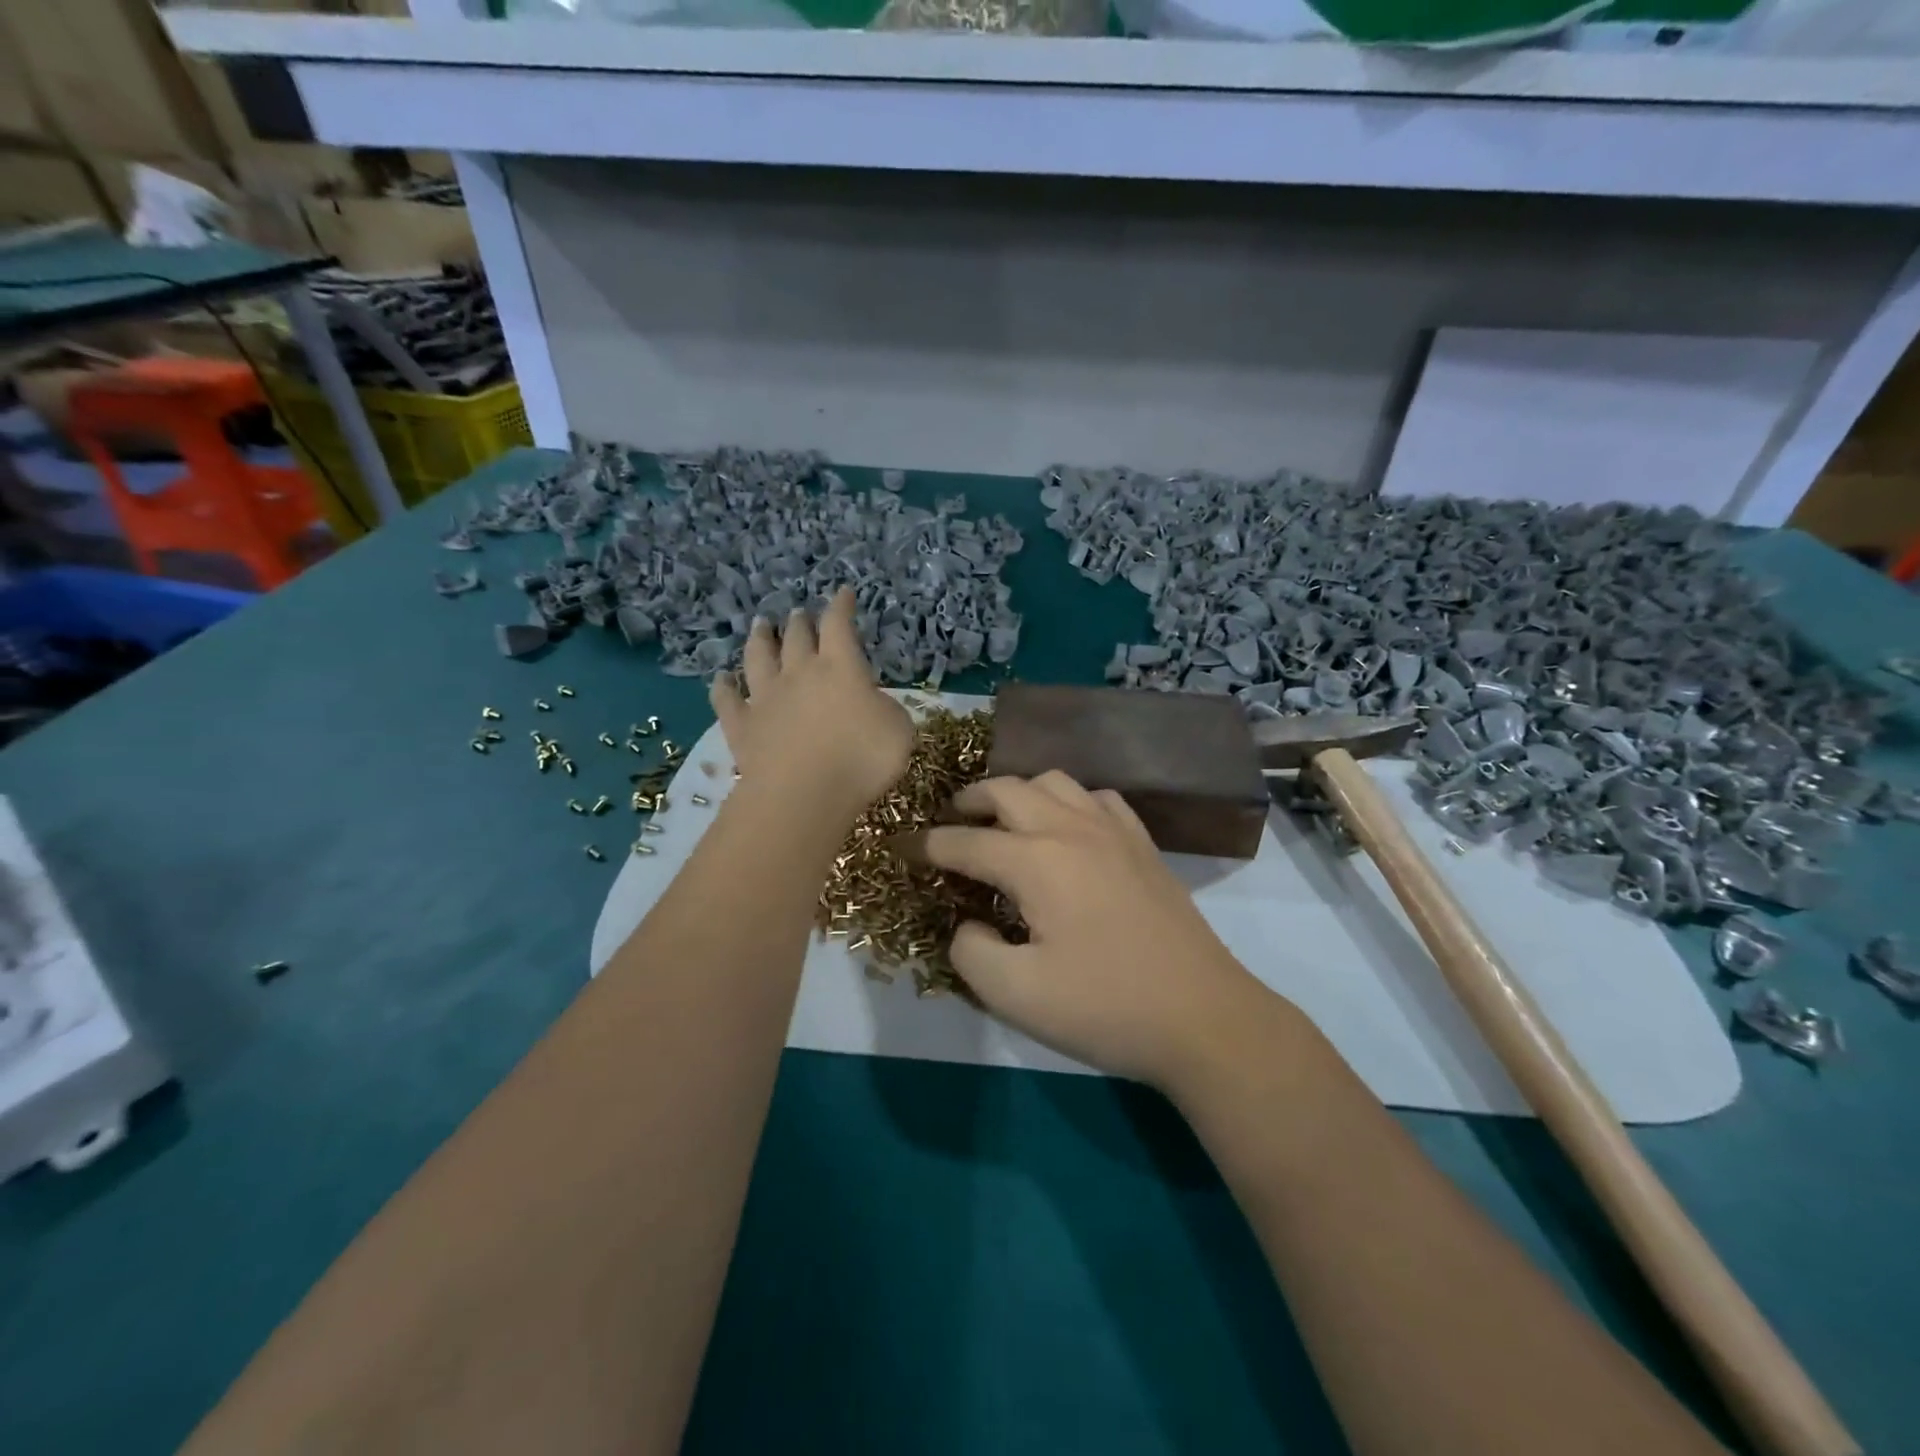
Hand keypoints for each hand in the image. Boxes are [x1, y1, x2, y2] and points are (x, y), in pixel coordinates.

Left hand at [710, 588, 913, 821]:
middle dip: (801, 622)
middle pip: (797, 637)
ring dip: (760, 639)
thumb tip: (872, 704)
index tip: (844, 594)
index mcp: (840, 667)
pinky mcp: (741, 726)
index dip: (842, 606)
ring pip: (758, 658)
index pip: (839, 625)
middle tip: (799, 613)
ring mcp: (765, 698)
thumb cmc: (861, 759)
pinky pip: (727, 700)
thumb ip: (886, 710)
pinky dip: (723, 687)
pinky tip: (721, 679)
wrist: (803, 793)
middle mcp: (799, 673)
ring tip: (761, 625)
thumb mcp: (899, 731)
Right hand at [923, 773, 1279, 1087]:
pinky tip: (1067, 828)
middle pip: (1008, 789)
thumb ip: (971, 952)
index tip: (902, 850)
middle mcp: (1071, 829)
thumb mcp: (1016, 995)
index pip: (965, 842)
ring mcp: (1114, 831)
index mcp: (1036, 861)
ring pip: (1055, 781)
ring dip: (1019, 792)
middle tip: (950, 823)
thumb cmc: (1105, 1008)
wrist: (1203, 1017)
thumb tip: (967, 923)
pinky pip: (1098, 798)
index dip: (927, 846)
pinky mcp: (1143, 844)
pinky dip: (1069, 801)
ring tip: (1004, 820)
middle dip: (970, 801)